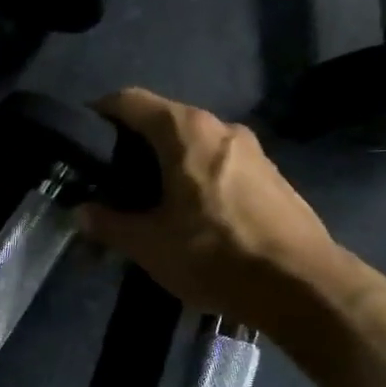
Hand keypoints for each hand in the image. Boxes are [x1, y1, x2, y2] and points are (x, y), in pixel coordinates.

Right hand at [78, 88, 344, 328]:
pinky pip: (220, 163)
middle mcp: (221, 127)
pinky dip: (196, 176)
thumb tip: (83, 213)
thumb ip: (110, 224)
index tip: (82, 137)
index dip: (100, 112)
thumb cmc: (215, 255)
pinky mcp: (272, 175)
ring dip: (167, 162)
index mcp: (186, 131)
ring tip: (149, 198)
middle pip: (164, 120)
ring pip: (195, 143)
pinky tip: (191, 213)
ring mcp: (253, 150)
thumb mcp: (150, 245)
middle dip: (133, 143)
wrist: (303, 286)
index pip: (130, 101)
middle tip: (110, 177)